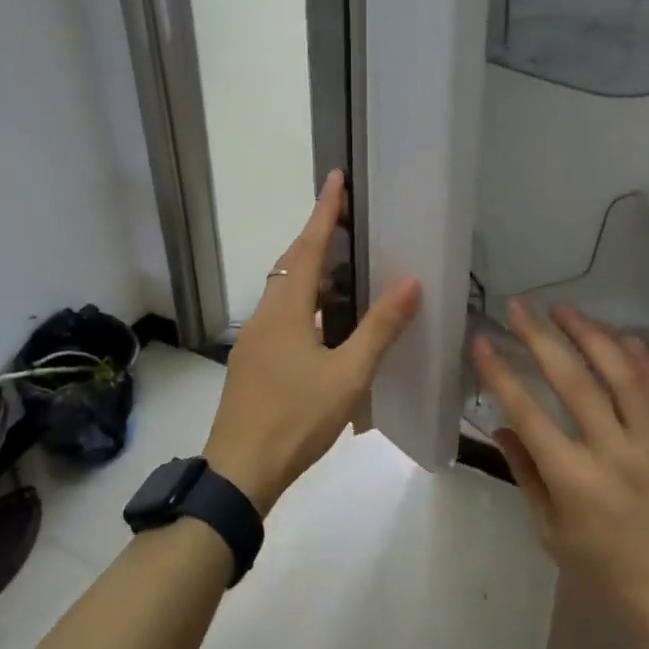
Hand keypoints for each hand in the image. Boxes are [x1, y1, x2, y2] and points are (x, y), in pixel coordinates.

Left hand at [202, 171, 421, 512]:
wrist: (239, 471)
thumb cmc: (295, 419)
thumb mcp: (348, 376)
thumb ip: (379, 329)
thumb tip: (410, 282)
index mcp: (286, 311)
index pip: (308, 247)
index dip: (324, 211)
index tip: (335, 177)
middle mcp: (265, 316)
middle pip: (291, 265)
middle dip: (316, 237)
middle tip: (346, 221)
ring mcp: (254, 340)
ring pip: (284, 292)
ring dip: (311, 273)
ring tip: (344, 268)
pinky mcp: (252, 362)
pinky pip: (281, 316)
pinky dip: (304, 303)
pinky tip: (325, 323)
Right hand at [472, 302, 648, 648]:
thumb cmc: (606, 574)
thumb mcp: (551, 533)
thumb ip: (526, 474)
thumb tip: (502, 425)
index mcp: (574, 480)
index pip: (528, 413)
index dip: (501, 373)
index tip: (482, 342)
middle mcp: (612, 451)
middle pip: (573, 380)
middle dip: (541, 338)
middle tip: (518, 307)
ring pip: (619, 373)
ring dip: (589, 334)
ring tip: (563, 309)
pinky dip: (638, 358)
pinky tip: (621, 334)